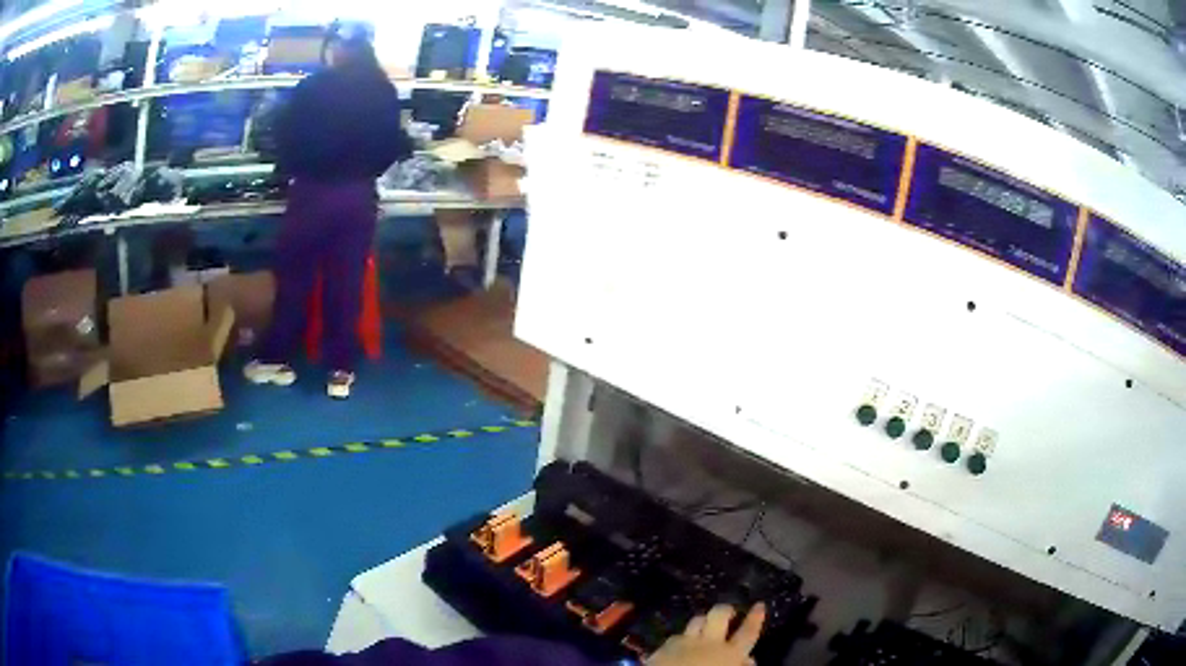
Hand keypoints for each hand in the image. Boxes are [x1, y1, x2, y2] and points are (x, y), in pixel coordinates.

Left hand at [645, 603, 765, 665]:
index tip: (759, 605)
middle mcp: (708, 643)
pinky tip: (682, 644)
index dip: (755, 618)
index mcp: (730, 654)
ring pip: (697, 620)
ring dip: (703, 621)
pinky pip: (676, 636)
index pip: (748, 631)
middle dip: (726, 609)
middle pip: (719, 615)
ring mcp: (684, 642)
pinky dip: (682, 638)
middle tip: (730, 612)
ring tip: (705, 625)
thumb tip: (748, 660)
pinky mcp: (663, 647)